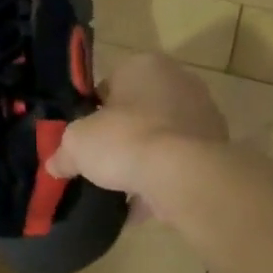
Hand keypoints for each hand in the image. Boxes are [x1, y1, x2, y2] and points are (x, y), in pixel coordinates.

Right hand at [47, 53, 228, 215]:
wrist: (183, 174)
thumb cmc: (125, 140)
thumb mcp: (76, 144)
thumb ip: (63, 153)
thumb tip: (55, 165)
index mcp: (144, 65)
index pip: (109, 85)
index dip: (92, 113)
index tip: (84, 138)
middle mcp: (179, 81)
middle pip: (138, 111)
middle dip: (121, 136)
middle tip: (101, 162)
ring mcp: (203, 115)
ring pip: (161, 139)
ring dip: (143, 161)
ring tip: (119, 190)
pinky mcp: (216, 148)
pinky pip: (178, 164)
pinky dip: (161, 181)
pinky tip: (140, 207)